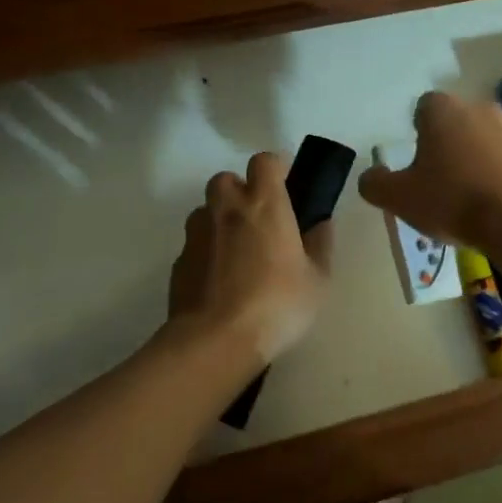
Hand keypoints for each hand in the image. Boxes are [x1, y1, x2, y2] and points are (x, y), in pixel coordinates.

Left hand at [169, 152, 332, 362]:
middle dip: (239, 190)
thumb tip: (322, 223)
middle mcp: (227, 209)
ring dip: (219, 220)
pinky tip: (218, 282)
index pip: (264, 161)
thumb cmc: (276, 304)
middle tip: (257, 219)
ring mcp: (198, 233)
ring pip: (205, 210)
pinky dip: (206, 253)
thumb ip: (321, 245)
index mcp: (264, 204)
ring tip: (236, 252)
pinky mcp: (179, 261)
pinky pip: (194, 245)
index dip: (274, 168)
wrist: (216, 341)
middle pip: (226, 179)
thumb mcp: (317, 281)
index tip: (285, 187)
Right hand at [357, 91, 501, 251]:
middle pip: (454, 122)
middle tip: (437, 180)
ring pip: (481, 139)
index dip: (416, 132)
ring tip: (466, 197)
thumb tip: (369, 176)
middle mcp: (477, 108)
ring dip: (473, 159)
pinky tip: (492, 205)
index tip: (415, 162)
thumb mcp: (400, 198)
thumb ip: (376, 184)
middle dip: (445, 144)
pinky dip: (497, 175)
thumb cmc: (453, 200)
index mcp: (442, 109)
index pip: (422, 108)